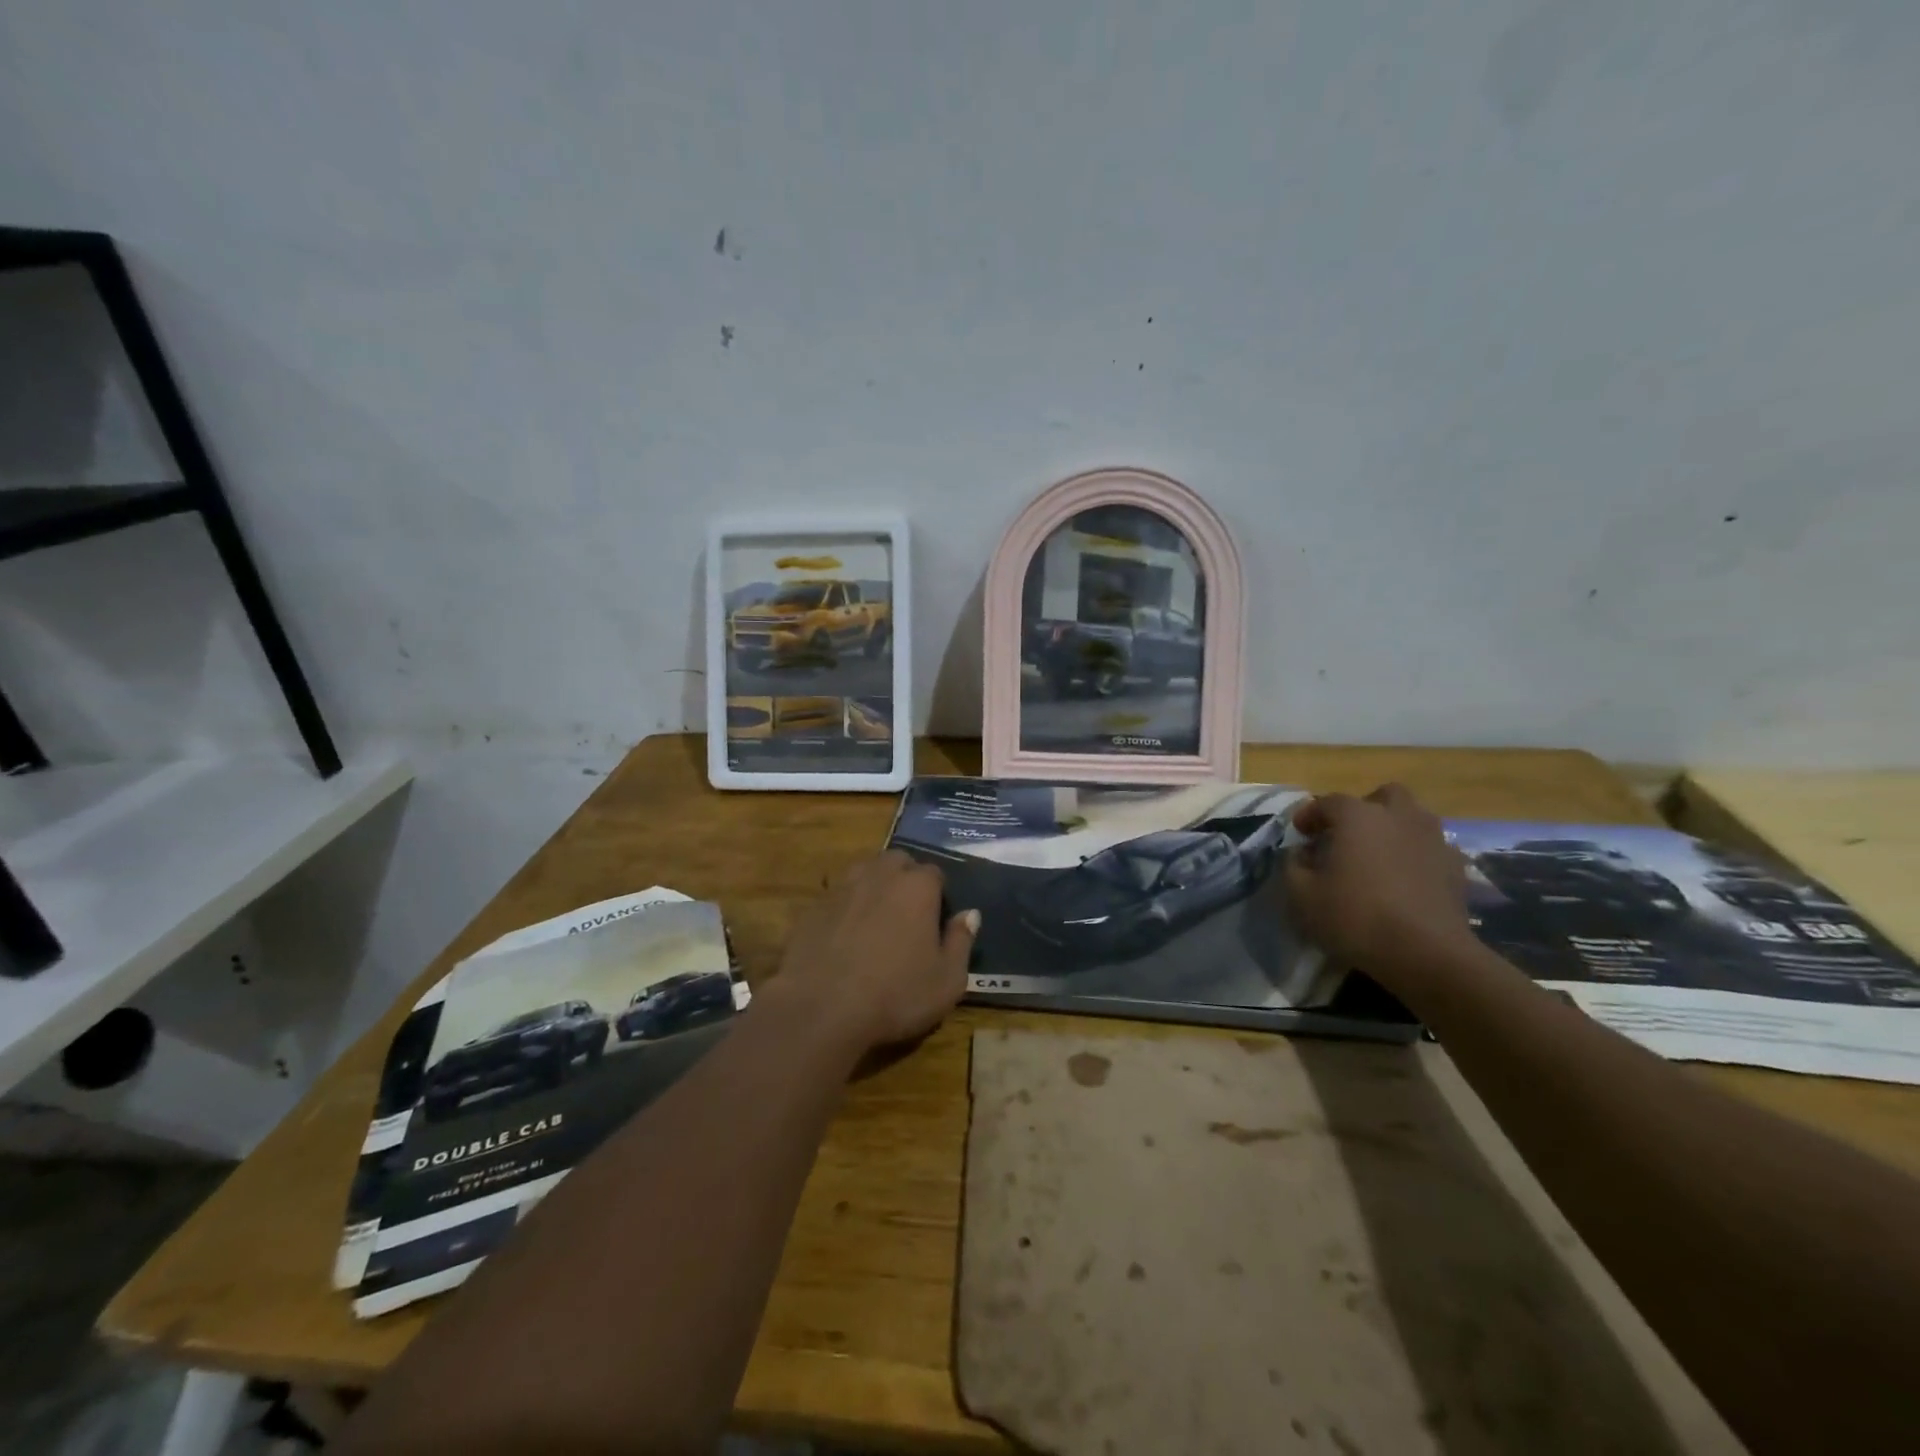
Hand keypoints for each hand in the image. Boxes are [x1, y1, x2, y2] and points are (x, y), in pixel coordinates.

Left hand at [773, 851, 977, 1057]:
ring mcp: (843, 887)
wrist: (821, 1009)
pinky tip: (845, 936)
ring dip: (875, 886)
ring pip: (865, 872)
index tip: (936, 921)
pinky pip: (837, 895)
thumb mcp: (947, 981)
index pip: (935, 873)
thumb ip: (961, 941)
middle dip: (905, 879)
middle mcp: (880, 874)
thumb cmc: (895, 995)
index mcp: (917, 886)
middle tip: (908, 915)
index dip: (938, 895)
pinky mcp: (814, 905)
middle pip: (898, 862)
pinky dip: (846, 907)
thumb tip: (970, 914)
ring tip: (877, 920)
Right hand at [1284, 784, 1472, 988]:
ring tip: (1378, 856)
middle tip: (1348, 834)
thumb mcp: (1302, 895)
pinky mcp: (1456, 867)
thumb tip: (1300, 853)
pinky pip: (1432, 847)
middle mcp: (1398, 817)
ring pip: (1414, 818)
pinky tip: (1406, 878)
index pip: (1328, 802)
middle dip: (1365, 808)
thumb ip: (1293, 866)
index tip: (1300, 833)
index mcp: (1358, 816)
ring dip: (1394, 828)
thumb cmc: (1355, 917)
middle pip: (1384, 796)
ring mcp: (1433, 840)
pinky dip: (1417, 854)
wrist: (1426, 953)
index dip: (1310, 815)